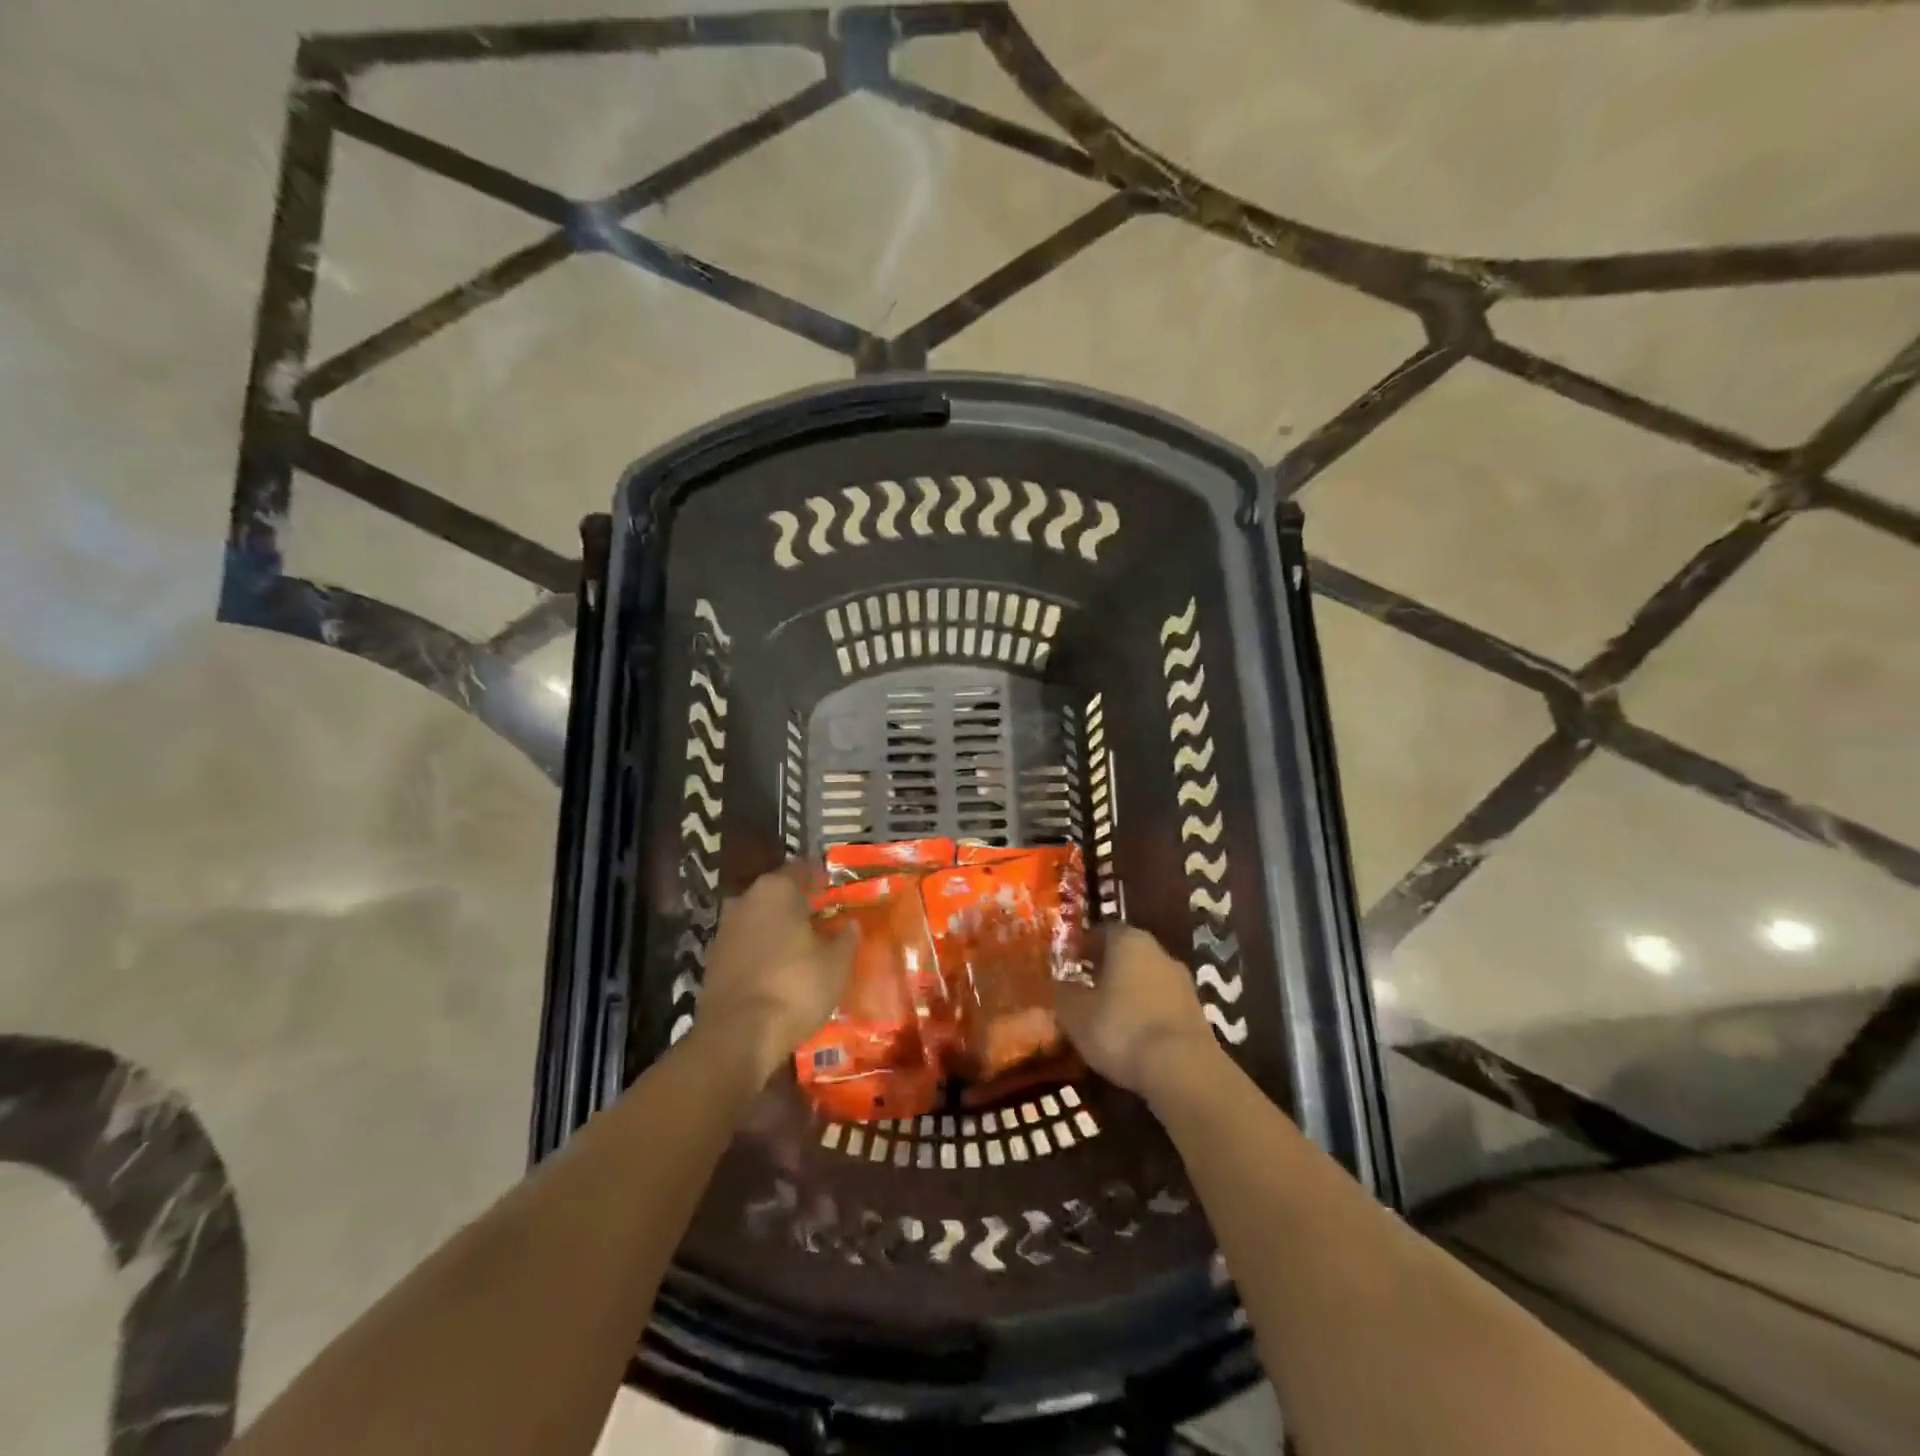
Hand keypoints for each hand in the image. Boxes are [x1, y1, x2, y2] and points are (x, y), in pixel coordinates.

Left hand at [694, 864, 855, 1081]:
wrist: (737, 1035)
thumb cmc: (795, 987)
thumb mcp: (836, 964)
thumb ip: (846, 939)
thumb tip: (851, 925)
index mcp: (776, 889)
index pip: (802, 869)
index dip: (820, 877)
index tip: (834, 886)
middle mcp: (745, 900)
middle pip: (777, 893)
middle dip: (798, 903)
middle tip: (823, 916)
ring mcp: (724, 930)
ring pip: (759, 919)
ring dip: (779, 928)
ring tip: (804, 945)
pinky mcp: (713, 961)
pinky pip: (746, 945)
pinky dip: (763, 950)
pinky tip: (779, 967)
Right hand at [1055, 925, 1218, 1099]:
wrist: (1183, 1069)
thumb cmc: (1121, 1029)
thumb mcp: (1076, 1014)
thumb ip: (1064, 994)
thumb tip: (1059, 984)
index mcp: (1128, 940)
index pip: (1102, 932)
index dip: (1083, 947)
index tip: (1069, 964)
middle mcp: (1158, 951)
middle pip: (1126, 954)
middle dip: (1106, 968)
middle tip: (1085, 988)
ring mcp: (1182, 982)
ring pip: (1146, 978)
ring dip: (1128, 991)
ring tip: (1107, 1016)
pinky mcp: (1197, 1012)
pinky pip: (1162, 1004)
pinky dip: (1146, 1013)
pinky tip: (1134, 1035)